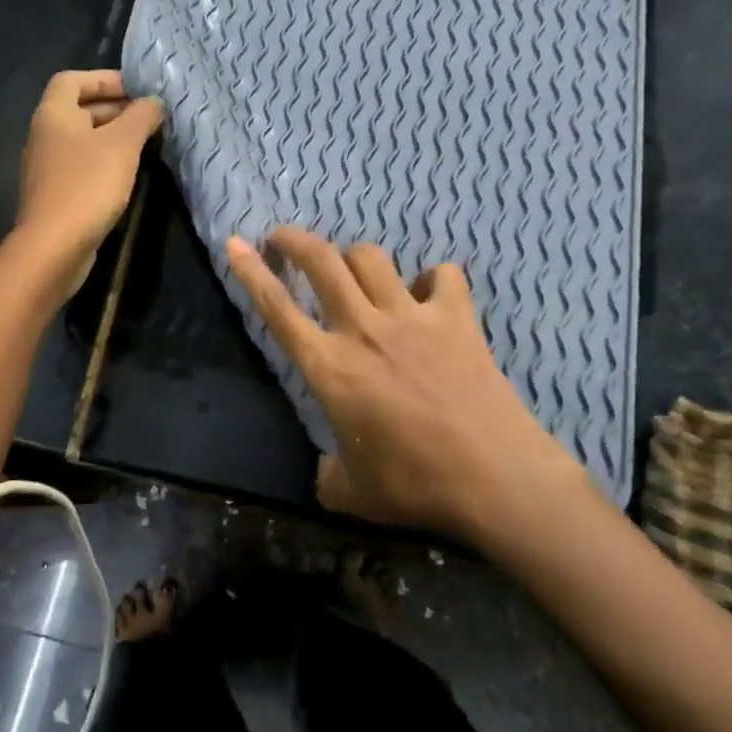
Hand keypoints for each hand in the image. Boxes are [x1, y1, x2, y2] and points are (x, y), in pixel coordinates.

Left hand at [12, 70, 163, 297]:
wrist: (54, 246)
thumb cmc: (87, 185)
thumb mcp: (122, 144)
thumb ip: (141, 117)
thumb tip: (154, 103)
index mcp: (53, 114)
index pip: (72, 79)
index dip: (104, 78)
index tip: (137, 89)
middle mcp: (44, 136)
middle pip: (79, 109)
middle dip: (115, 109)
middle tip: (150, 117)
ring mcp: (48, 168)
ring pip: (83, 141)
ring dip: (113, 138)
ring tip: (147, 144)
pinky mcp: (56, 195)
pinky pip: (82, 167)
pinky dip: (105, 163)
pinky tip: (129, 175)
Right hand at [226, 226, 585, 544]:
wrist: (496, 479)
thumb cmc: (415, 486)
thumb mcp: (353, 494)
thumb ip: (329, 475)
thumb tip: (327, 471)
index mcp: (329, 367)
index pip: (277, 309)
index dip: (251, 272)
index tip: (235, 243)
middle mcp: (363, 329)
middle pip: (321, 262)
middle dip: (294, 240)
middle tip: (282, 238)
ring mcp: (411, 318)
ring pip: (371, 258)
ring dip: (354, 257)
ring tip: (352, 270)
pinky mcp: (456, 318)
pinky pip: (442, 275)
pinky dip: (432, 279)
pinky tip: (429, 294)